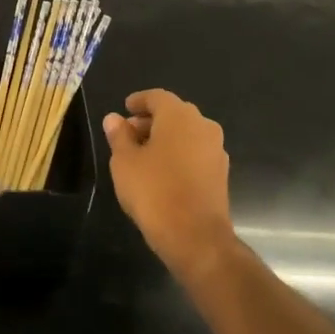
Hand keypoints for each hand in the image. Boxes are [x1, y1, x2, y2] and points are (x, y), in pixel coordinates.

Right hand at [103, 89, 241, 287]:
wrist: (195, 236)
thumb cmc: (154, 191)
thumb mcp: (125, 162)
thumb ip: (119, 136)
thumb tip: (114, 118)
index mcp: (179, 116)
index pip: (157, 97)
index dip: (139, 101)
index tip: (125, 108)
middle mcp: (203, 126)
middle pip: (174, 114)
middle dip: (150, 120)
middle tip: (128, 133)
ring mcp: (216, 150)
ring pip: (186, 134)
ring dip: (165, 138)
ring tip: (142, 154)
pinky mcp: (220, 173)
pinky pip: (195, 152)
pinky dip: (178, 154)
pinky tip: (161, 171)